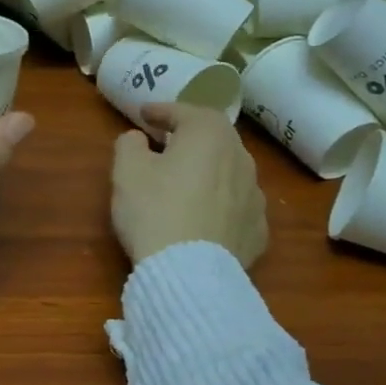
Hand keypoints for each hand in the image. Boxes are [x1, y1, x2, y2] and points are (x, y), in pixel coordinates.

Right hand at [110, 103, 267, 269]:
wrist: (190, 273)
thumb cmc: (154, 210)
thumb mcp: (127, 170)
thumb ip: (129, 143)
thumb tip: (138, 138)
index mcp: (209, 135)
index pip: (184, 112)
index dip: (161, 111)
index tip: (144, 114)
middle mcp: (241, 158)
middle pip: (214, 138)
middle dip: (190, 136)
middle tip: (167, 142)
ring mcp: (255, 196)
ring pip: (229, 171)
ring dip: (208, 170)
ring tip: (187, 180)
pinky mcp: (258, 230)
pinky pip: (236, 206)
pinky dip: (221, 203)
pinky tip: (205, 215)